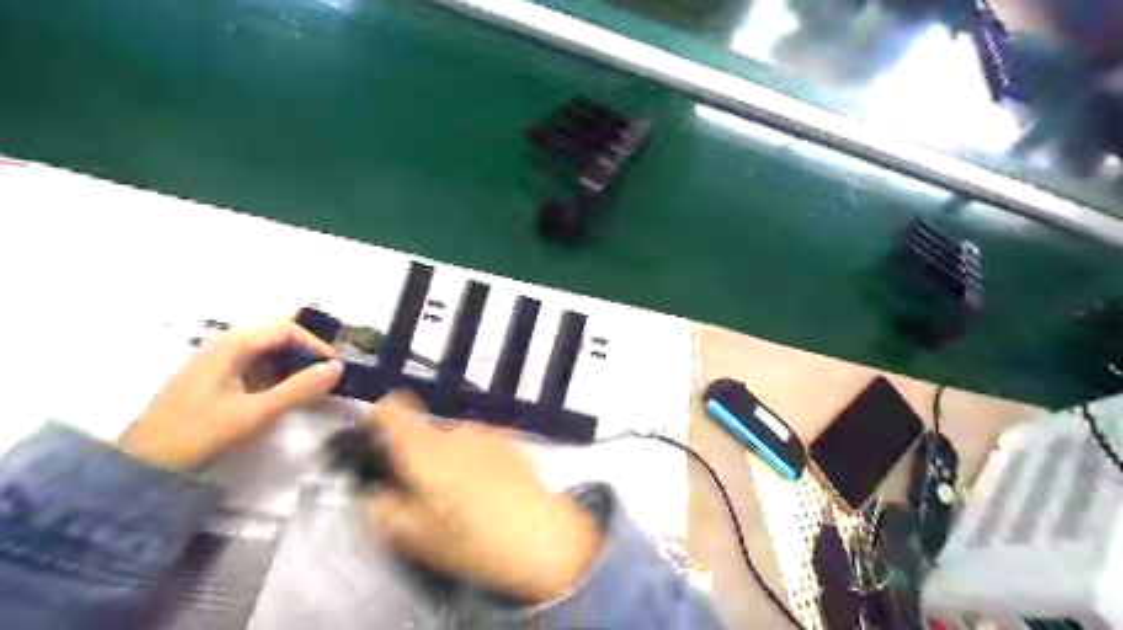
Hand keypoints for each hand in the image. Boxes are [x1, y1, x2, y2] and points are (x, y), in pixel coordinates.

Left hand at [115, 318, 342, 470]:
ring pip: (266, 353)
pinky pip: (253, 367)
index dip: (315, 344)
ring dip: (292, 366)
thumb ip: (301, 388)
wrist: (142, 465)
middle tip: (327, 377)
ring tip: (311, 389)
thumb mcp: (257, 412)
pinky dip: (276, 376)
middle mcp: (224, 345)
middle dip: (306, 354)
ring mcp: (215, 362)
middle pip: (276, 337)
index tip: (334, 368)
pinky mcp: (212, 380)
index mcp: (232, 345)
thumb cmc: (202, 433)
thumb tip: (338, 367)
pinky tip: (283, 396)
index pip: (286, 329)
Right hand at [364, 394, 600, 605]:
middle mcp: (456, 433)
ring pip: (453, 439)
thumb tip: (373, 495)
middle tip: (421, 491)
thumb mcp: (418, 538)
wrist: (545, 538)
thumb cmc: (475, 541)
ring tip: (459, 497)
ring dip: (447, 458)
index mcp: (426, 451)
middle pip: (425, 430)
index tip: (374, 438)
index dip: (379, 418)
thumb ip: (385, 511)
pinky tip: (487, 491)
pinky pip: (479, 444)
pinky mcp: (512, 442)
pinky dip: (473, 460)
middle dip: (417, 454)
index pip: (393, 410)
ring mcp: (488, 434)